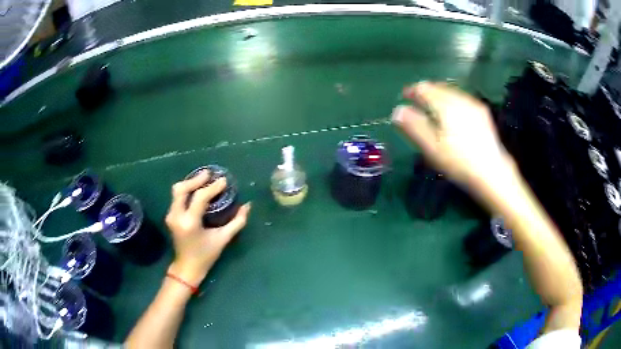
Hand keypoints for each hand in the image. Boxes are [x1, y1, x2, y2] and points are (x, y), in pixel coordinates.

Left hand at [165, 171, 250, 285]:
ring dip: (190, 183)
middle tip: (209, 175)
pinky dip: (187, 191)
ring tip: (204, 180)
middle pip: (182, 189)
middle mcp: (177, 216)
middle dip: (196, 180)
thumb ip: (236, 222)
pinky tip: (197, 190)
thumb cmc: (206, 256)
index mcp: (190, 222)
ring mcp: (171, 216)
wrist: (187, 268)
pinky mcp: (170, 216)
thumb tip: (247, 206)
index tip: (224, 181)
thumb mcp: (222, 239)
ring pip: (177, 191)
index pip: (199, 197)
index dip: (212, 187)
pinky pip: (177, 197)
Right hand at [392, 82, 514, 187]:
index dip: (412, 90)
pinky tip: (451, 112)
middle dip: (426, 92)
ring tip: (432, 106)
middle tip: (416, 101)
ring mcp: (473, 105)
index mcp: (445, 104)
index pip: (424, 89)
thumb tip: (397, 111)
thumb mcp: (431, 147)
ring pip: (451, 92)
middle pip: (438, 87)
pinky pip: (462, 99)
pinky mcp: (482, 113)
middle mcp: (460, 99)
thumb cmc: (459, 162)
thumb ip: (413, 126)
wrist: (492, 172)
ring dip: (439, 95)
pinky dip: (451, 101)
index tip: (404, 96)